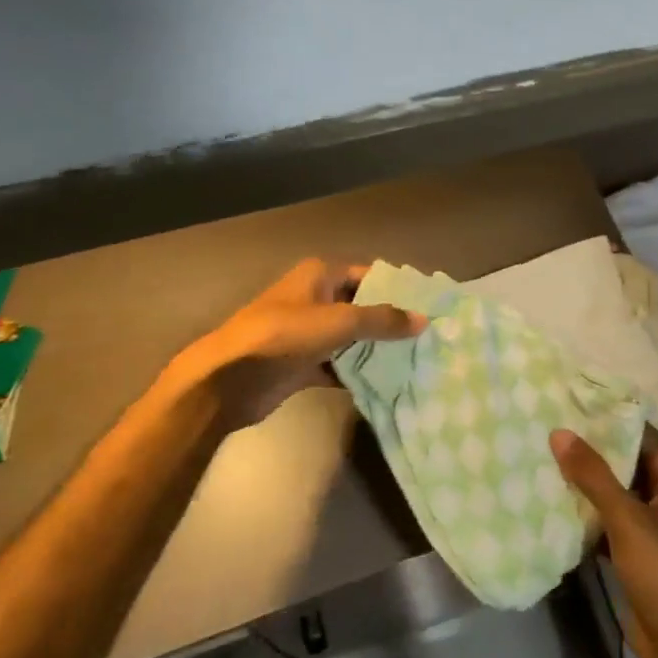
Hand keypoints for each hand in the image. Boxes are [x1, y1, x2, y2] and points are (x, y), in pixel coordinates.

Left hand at [175, 259, 424, 426]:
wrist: (229, 379)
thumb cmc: (283, 336)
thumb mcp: (338, 321)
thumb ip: (382, 319)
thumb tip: (423, 319)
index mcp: (320, 275)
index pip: (368, 274)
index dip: (397, 288)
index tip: (428, 305)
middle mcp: (314, 298)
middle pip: (361, 306)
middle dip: (390, 321)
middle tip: (428, 337)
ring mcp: (307, 332)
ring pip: (350, 337)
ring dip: (375, 349)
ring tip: (416, 360)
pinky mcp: (301, 363)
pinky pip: (338, 364)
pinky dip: (357, 372)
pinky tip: (385, 383)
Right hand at [551, 426, 657, 657]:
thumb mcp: (628, 519)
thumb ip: (593, 475)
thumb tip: (558, 432)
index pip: (637, 434)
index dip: (602, 421)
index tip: (562, 406)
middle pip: (624, 463)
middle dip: (587, 454)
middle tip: (542, 432)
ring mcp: (655, 526)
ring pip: (613, 494)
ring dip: (583, 486)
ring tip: (539, 461)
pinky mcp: (639, 554)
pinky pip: (608, 523)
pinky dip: (586, 517)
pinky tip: (551, 506)